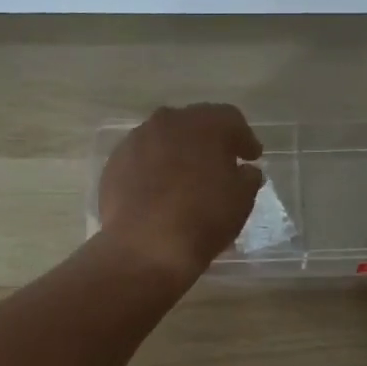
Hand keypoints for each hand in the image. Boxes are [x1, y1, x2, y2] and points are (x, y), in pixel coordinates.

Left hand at [96, 104, 262, 284]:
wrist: (144, 246)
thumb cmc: (202, 218)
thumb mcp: (241, 200)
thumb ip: (247, 178)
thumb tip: (244, 171)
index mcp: (204, 124)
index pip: (231, 119)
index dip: (244, 138)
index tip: (252, 157)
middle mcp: (169, 121)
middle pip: (195, 123)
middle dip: (209, 141)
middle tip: (221, 163)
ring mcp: (136, 140)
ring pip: (164, 138)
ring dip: (178, 152)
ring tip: (187, 177)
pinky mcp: (114, 162)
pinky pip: (142, 157)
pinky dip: (154, 167)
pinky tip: (159, 190)